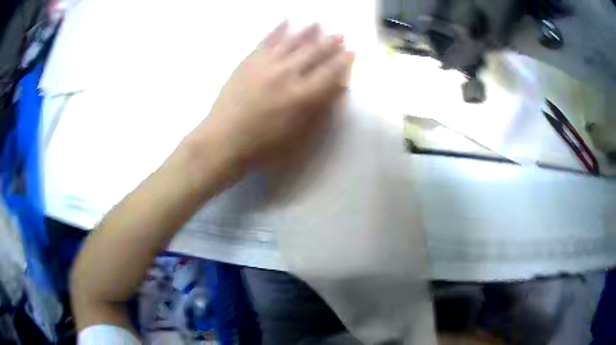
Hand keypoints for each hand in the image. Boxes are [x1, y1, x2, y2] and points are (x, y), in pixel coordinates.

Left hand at [196, 21, 353, 174]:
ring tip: (318, 22)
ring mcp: (266, 64)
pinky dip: (278, 29)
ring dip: (308, 31)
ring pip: (292, 41)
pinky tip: (286, 20)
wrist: (224, 139)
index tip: (352, 51)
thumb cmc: (263, 144)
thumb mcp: (298, 134)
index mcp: (303, 96)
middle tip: (340, 33)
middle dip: (330, 42)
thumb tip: (337, 88)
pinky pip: (267, 40)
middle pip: (314, 53)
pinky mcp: (249, 61)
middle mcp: (288, 74)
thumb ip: (320, 108)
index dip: (343, 61)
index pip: (330, 72)